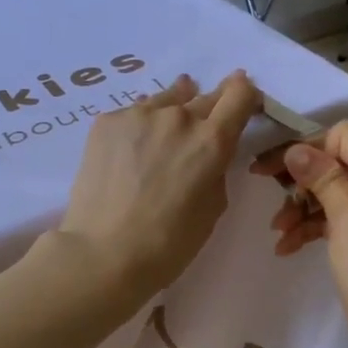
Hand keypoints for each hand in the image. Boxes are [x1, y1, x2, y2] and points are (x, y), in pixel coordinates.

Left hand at [55, 72, 261, 299]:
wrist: (102, 253)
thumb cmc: (168, 244)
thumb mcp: (212, 207)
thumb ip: (216, 168)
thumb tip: (207, 150)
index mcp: (211, 140)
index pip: (240, 94)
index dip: (245, 95)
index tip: (242, 104)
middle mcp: (178, 116)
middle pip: (204, 96)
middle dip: (209, 110)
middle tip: (200, 132)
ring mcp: (138, 114)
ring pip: (166, 100)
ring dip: (172, 113)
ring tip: (162, 138)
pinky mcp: (106, 121)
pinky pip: (133, 113)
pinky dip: (139, 126)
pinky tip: (130, 152)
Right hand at [255, 121, 347, 347]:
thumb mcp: (345, 216)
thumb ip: (322, 176)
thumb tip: (296, 148)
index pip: (345, 135)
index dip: (310, 147)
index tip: (277, 168)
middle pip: (339, 162)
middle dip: (302, 180)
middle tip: (270, 194)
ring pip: (336, 191)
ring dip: (303, 206)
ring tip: (278, 231)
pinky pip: (342, 217)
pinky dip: (315, 226)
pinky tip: (288, 246)